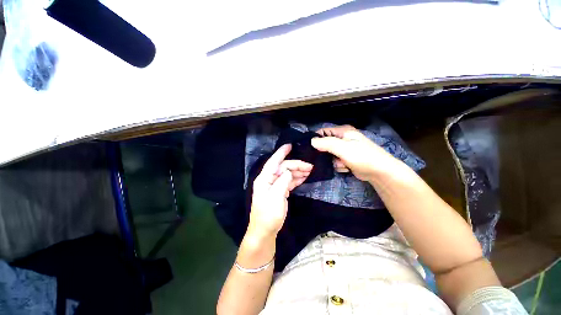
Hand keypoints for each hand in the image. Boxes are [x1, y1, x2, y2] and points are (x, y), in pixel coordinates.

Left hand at [248, 144, 312, 238]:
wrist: (265, 231)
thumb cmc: (268, 215)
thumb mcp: (276, 197)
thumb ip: (283, 182)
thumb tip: (289, 171)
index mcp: (264, 179)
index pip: (273, 162)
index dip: (281, 153)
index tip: (290, 145)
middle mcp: (268, 180)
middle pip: (283, 168)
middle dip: (296, 165)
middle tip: (310, 166)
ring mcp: (274, 186)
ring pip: (287, 174)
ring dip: (298, 172)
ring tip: (310, 171)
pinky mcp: (279, 191)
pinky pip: (288, 182)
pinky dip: (296, 179)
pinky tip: (304, 177)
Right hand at [312, 125, 398, 180]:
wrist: (379, 172)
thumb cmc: (362, 156)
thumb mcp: (343, 148)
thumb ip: (326, 143)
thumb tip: (311, 141)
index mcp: (342, 131)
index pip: (323, 132)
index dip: (315, 139)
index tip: (310, 149)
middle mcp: (342, 139)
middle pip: (325, 145)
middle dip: (325, 154)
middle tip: (329, 159)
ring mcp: (344, 150)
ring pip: (329, 155)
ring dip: (333, 161)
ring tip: (343, 163)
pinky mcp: (346, 159)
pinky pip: (335, 162)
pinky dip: (339, 165)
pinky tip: (347, 167)